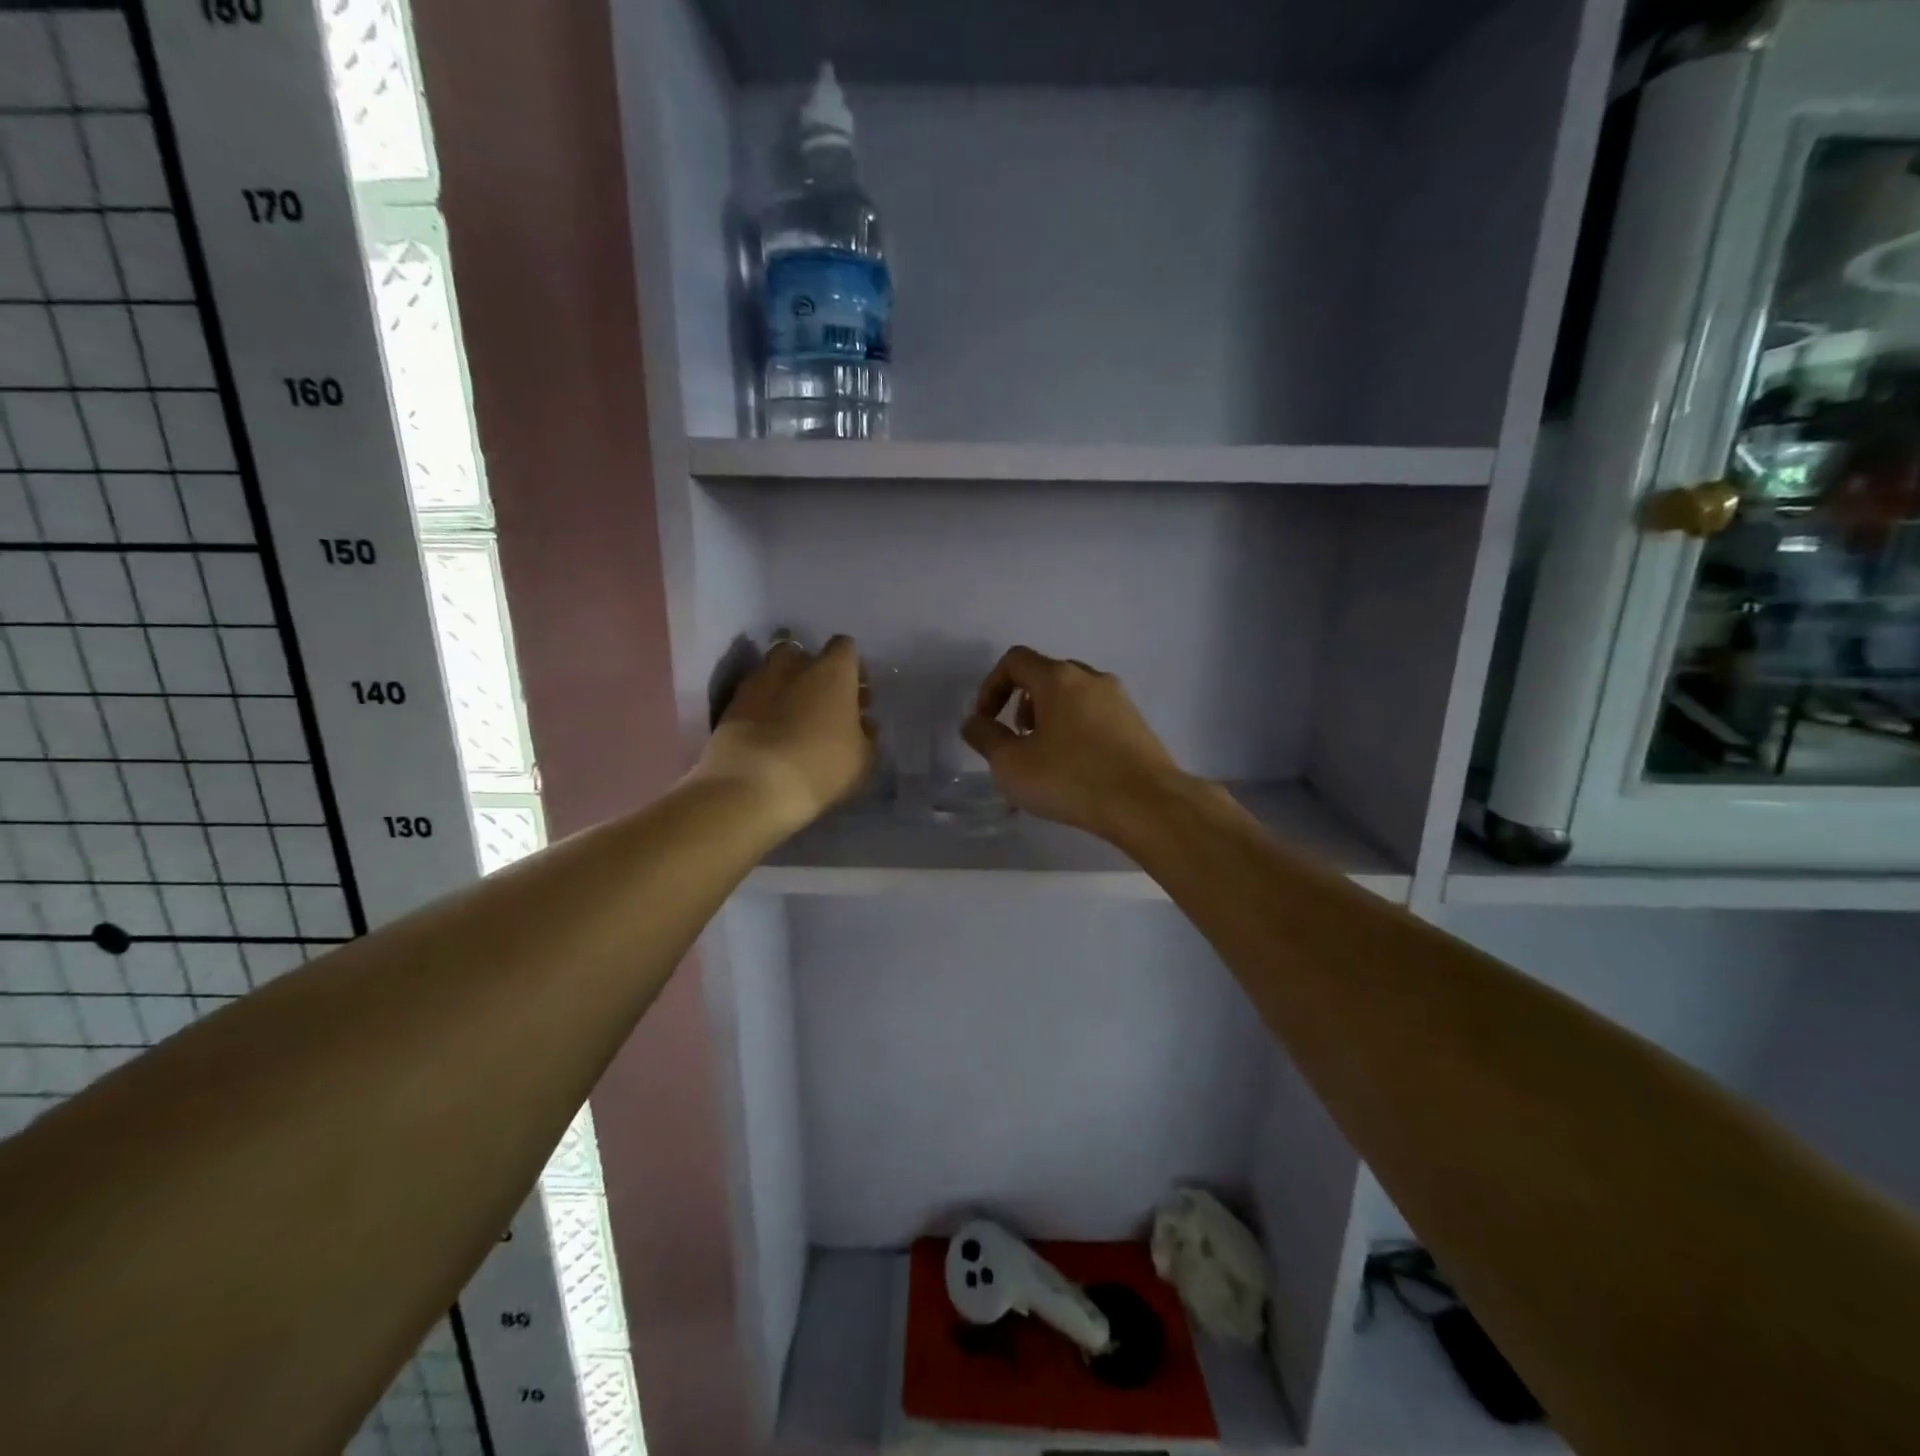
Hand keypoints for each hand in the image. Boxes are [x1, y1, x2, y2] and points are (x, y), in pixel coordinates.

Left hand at [697, 635, 875, 833]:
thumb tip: (863, 722)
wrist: (754, 787)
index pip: (845, 648)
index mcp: (833, 671)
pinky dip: (762, 707)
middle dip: (814, 672)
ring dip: (785, 686)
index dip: (852, 667)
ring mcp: (758, 682)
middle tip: (824, 703)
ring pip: (774, 672)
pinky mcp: (731, 704)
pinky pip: (753, 695)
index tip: (857, 693)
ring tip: (793, 717)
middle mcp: (794, 666)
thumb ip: (866, 734)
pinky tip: (768, 732)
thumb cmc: (822, 767)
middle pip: (805, 654)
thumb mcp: (863, 758)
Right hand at [961, 646, 1188, 840]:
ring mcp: (1120, 700)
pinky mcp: (1137, 725)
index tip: (987, 722)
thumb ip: (985, 738)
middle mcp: (1091, 678)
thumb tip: (974, 723)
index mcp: (1058, 678)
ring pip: (1073, 697)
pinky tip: (1076, 770)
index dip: (991, 686)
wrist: (1147, 803)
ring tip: (1045, 758)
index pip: (1015, 660)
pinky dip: (1076, 732)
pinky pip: (1095, 717)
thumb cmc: (1071, 778)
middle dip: (1022, 703)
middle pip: (1046, 676)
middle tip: (1017, 739)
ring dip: (1049, 719)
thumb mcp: (1011, 764)